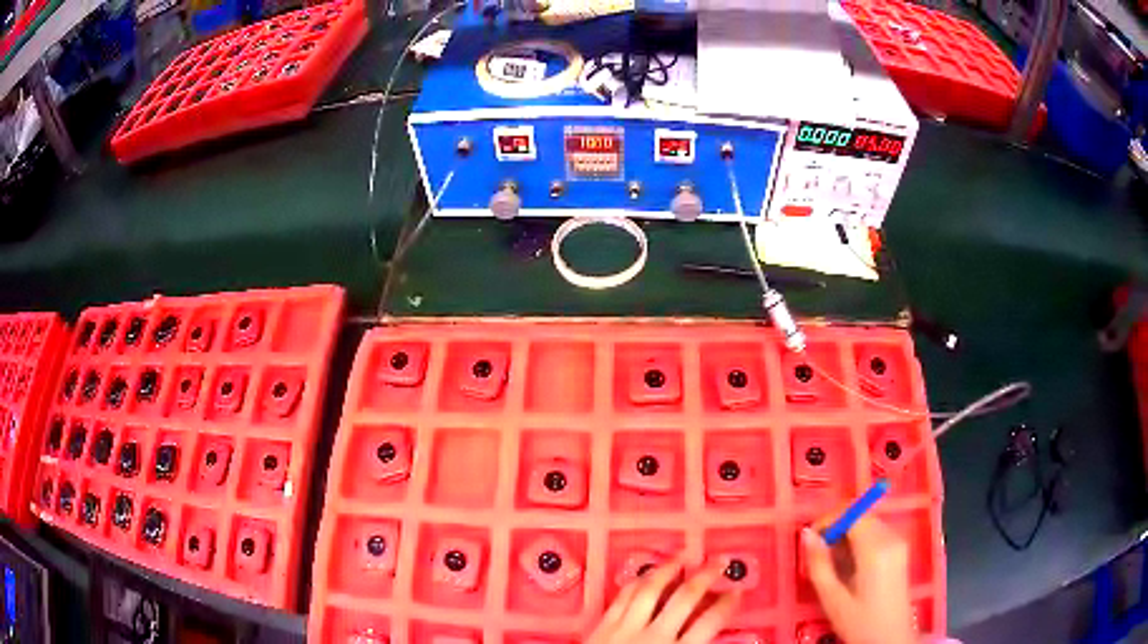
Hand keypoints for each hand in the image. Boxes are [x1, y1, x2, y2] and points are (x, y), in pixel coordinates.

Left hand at [587, 559, 740, 643]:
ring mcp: (625, 628)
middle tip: (719, 562)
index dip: (727, 604)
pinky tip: (643, 576)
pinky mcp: (602, 627)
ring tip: (681, 557)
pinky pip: (623, 596)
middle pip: (686, 597)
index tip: (736, 592)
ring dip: (669, 570)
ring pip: (651, 589)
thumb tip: (714, 640)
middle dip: (706, 576)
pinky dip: (636, 582)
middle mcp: (653, 636)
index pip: (711, 621)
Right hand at [801, 517, 915, 643]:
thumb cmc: (859, 622)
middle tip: (817, 551)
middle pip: (861, 514)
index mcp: (875, 549)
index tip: (810, 538)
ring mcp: (899, 542)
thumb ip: (819, 564)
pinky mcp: (900, 550)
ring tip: (831, 560)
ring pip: (868, 522)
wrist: (891, 639)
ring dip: (847, 532)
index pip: (851, 514)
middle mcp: (891, 538)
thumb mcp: (832, 599)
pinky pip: (876, 532)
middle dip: (836, 525)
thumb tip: (806, 535)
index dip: (828, 519)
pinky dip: (859, 539)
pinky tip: (848, 563)